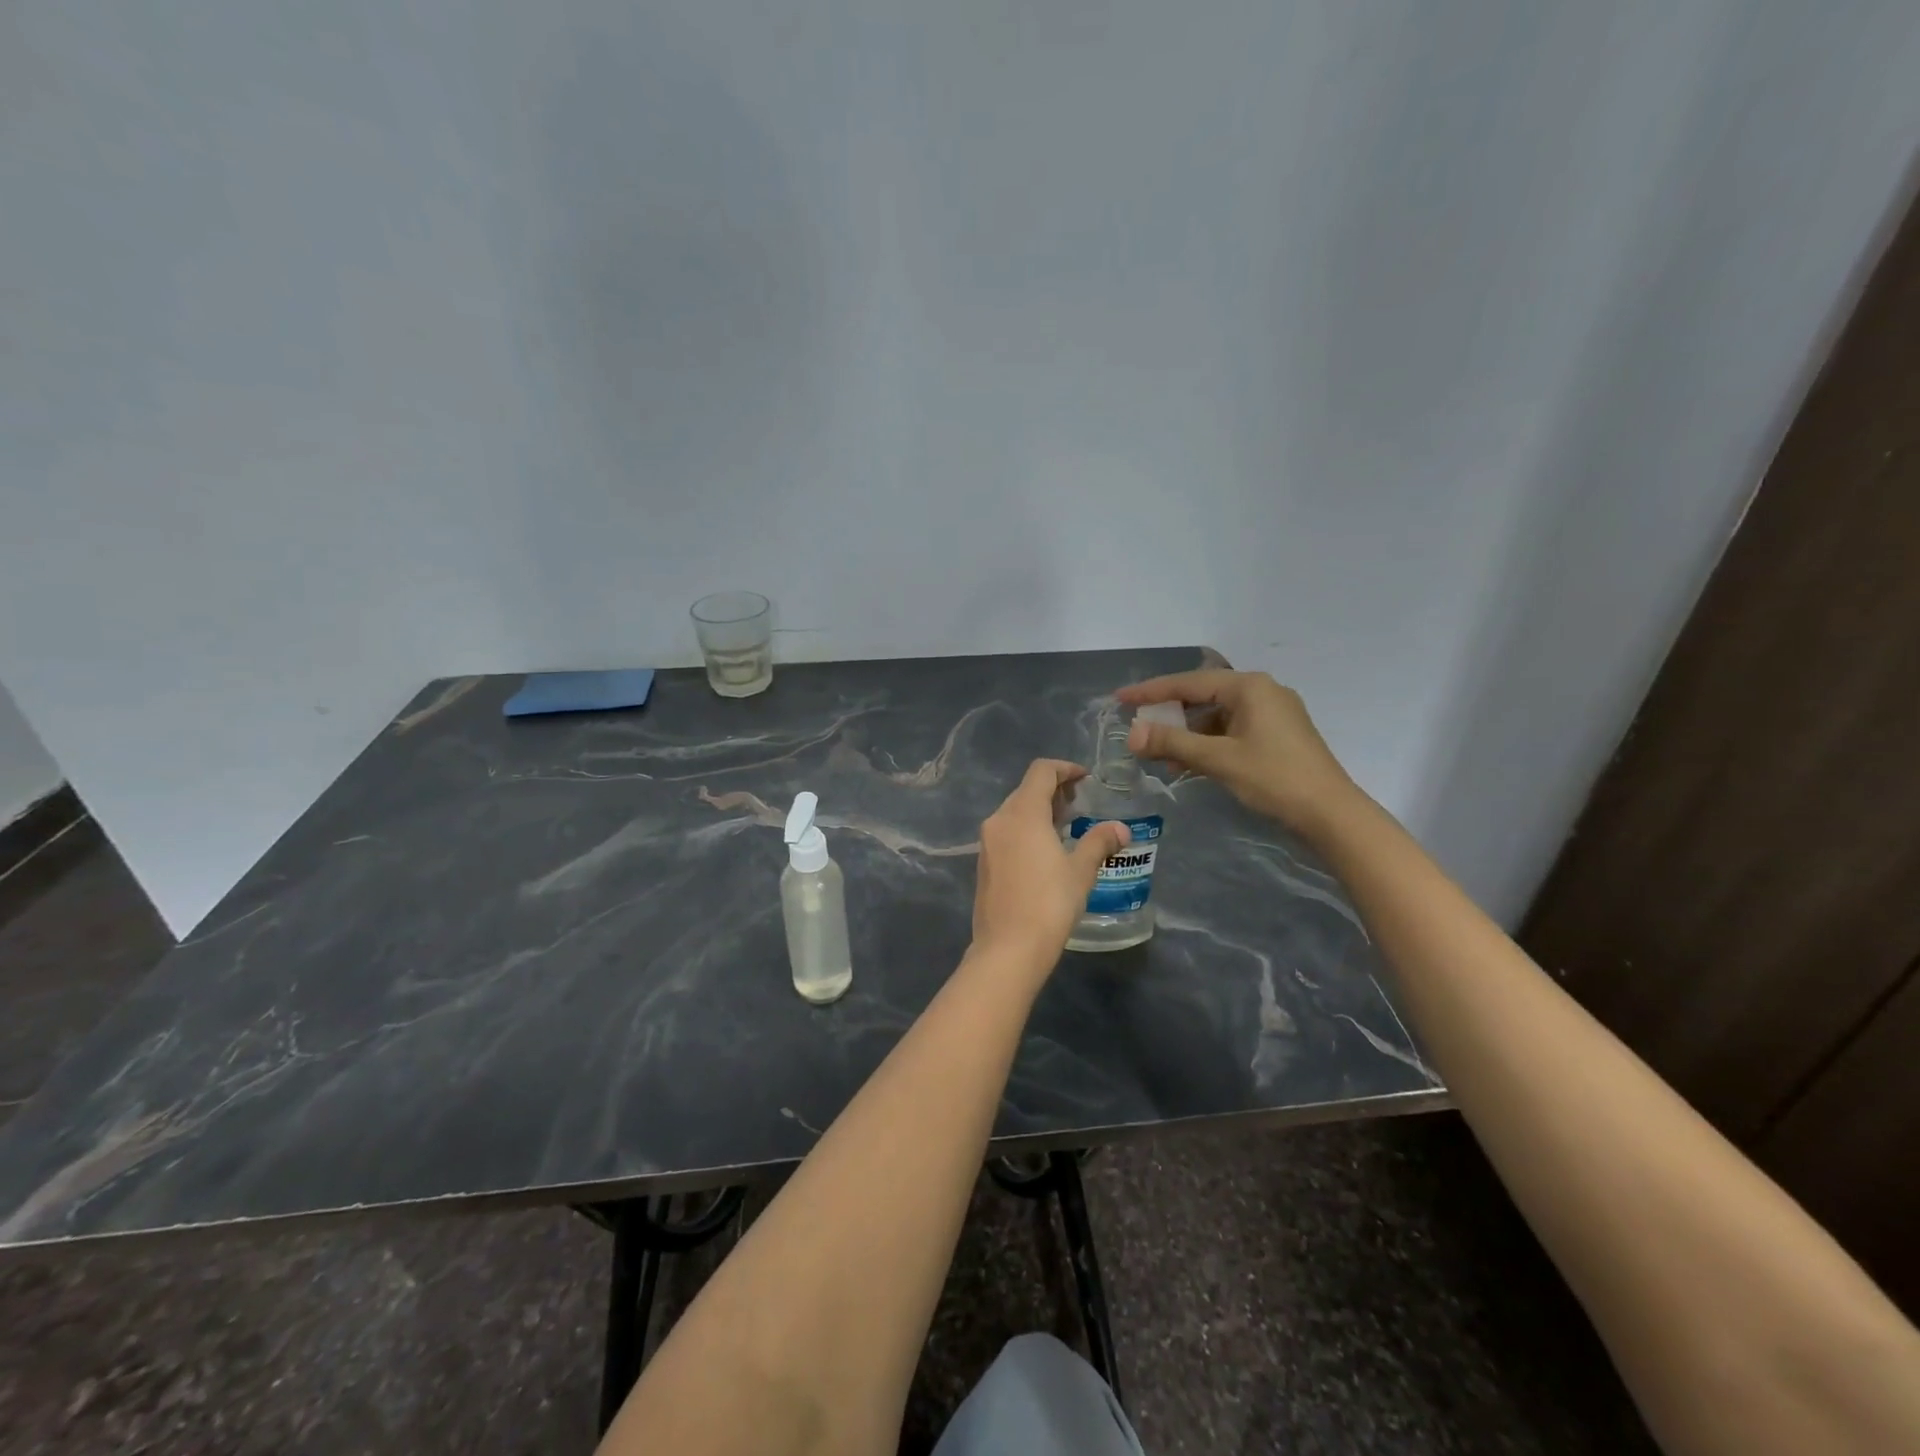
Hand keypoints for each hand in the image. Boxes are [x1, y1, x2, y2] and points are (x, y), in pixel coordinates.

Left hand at [971, 759, 1130, 968]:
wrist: (1008, 947)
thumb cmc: (1049, 903)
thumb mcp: (1080, 871)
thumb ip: (1099, 843)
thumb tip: (1121, 829)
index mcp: (1022, 813)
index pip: (1041, 772)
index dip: (1065, 769)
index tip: (1085, 778)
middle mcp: (999, 820)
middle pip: (1026, 790)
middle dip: (1054, 790)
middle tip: (1080, 803)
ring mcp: (987, 842)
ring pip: (1014, 812)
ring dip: (1040, 811)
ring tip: (1067, 826)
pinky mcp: (983, 863)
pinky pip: (1006, 832)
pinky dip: (1027, 830)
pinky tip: (1045, 850)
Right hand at [1117, 670, 1359, 835]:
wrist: (1331, 813)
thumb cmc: (1273, 778)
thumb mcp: (1218, 759)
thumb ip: (1172, 742)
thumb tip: (1132, 733)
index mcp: (1249, 687)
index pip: (1188, 683)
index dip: (1151, 692)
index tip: (1120, 698)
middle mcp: (1262, 691)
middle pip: (1202, 697)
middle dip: (1169, 715)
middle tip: (1138, 728)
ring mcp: (1273, 713)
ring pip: (1216, 717)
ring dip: (1187, 734)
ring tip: (1160, 754)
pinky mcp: (1277, 735)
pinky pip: (1231, 731)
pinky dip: (1207, 744)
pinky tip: (1189, 763)